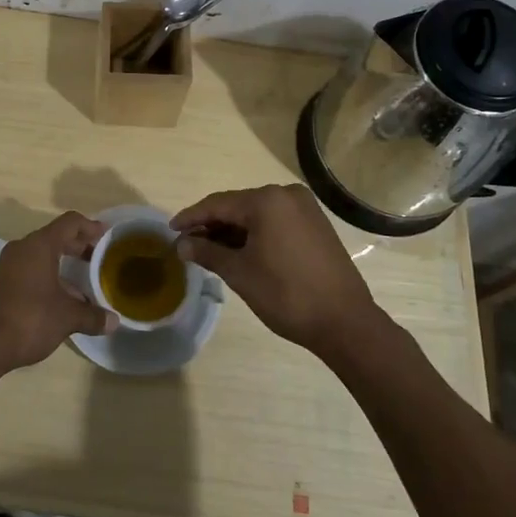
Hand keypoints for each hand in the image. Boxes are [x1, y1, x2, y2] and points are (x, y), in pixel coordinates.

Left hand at [0, 211, 116, 373]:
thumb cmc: (28, 319)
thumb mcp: (66, 318)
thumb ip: (92, 316)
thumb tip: (114, 321)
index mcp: (39, 246)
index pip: (70, 223)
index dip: (90, 226)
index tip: (106, 236)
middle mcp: (21, 249)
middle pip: (55, 237)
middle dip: (78, 246)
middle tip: (98, 258)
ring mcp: (6, 266)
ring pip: (40, 255)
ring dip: (62, 264)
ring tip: (82, 284)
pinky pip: (28, 270)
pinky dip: (46, 277)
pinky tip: (58, 300)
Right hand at [172, 184, 384, 357]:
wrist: (344, 321)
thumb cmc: (286, 294)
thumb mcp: (240, 273)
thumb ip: (208, 252)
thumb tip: (182, 244)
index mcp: (267, 200)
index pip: (218, 204)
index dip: (191, 217)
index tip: (170, 230)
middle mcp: (286, 195)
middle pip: (238, 206)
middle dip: (212, 225)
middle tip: (188, 243)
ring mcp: (305, 208)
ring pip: (257, 215)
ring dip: (233, 231)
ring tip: (209, 250)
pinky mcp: (315, 224)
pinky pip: (275, 222)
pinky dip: (255, 234)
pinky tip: (240, 251)